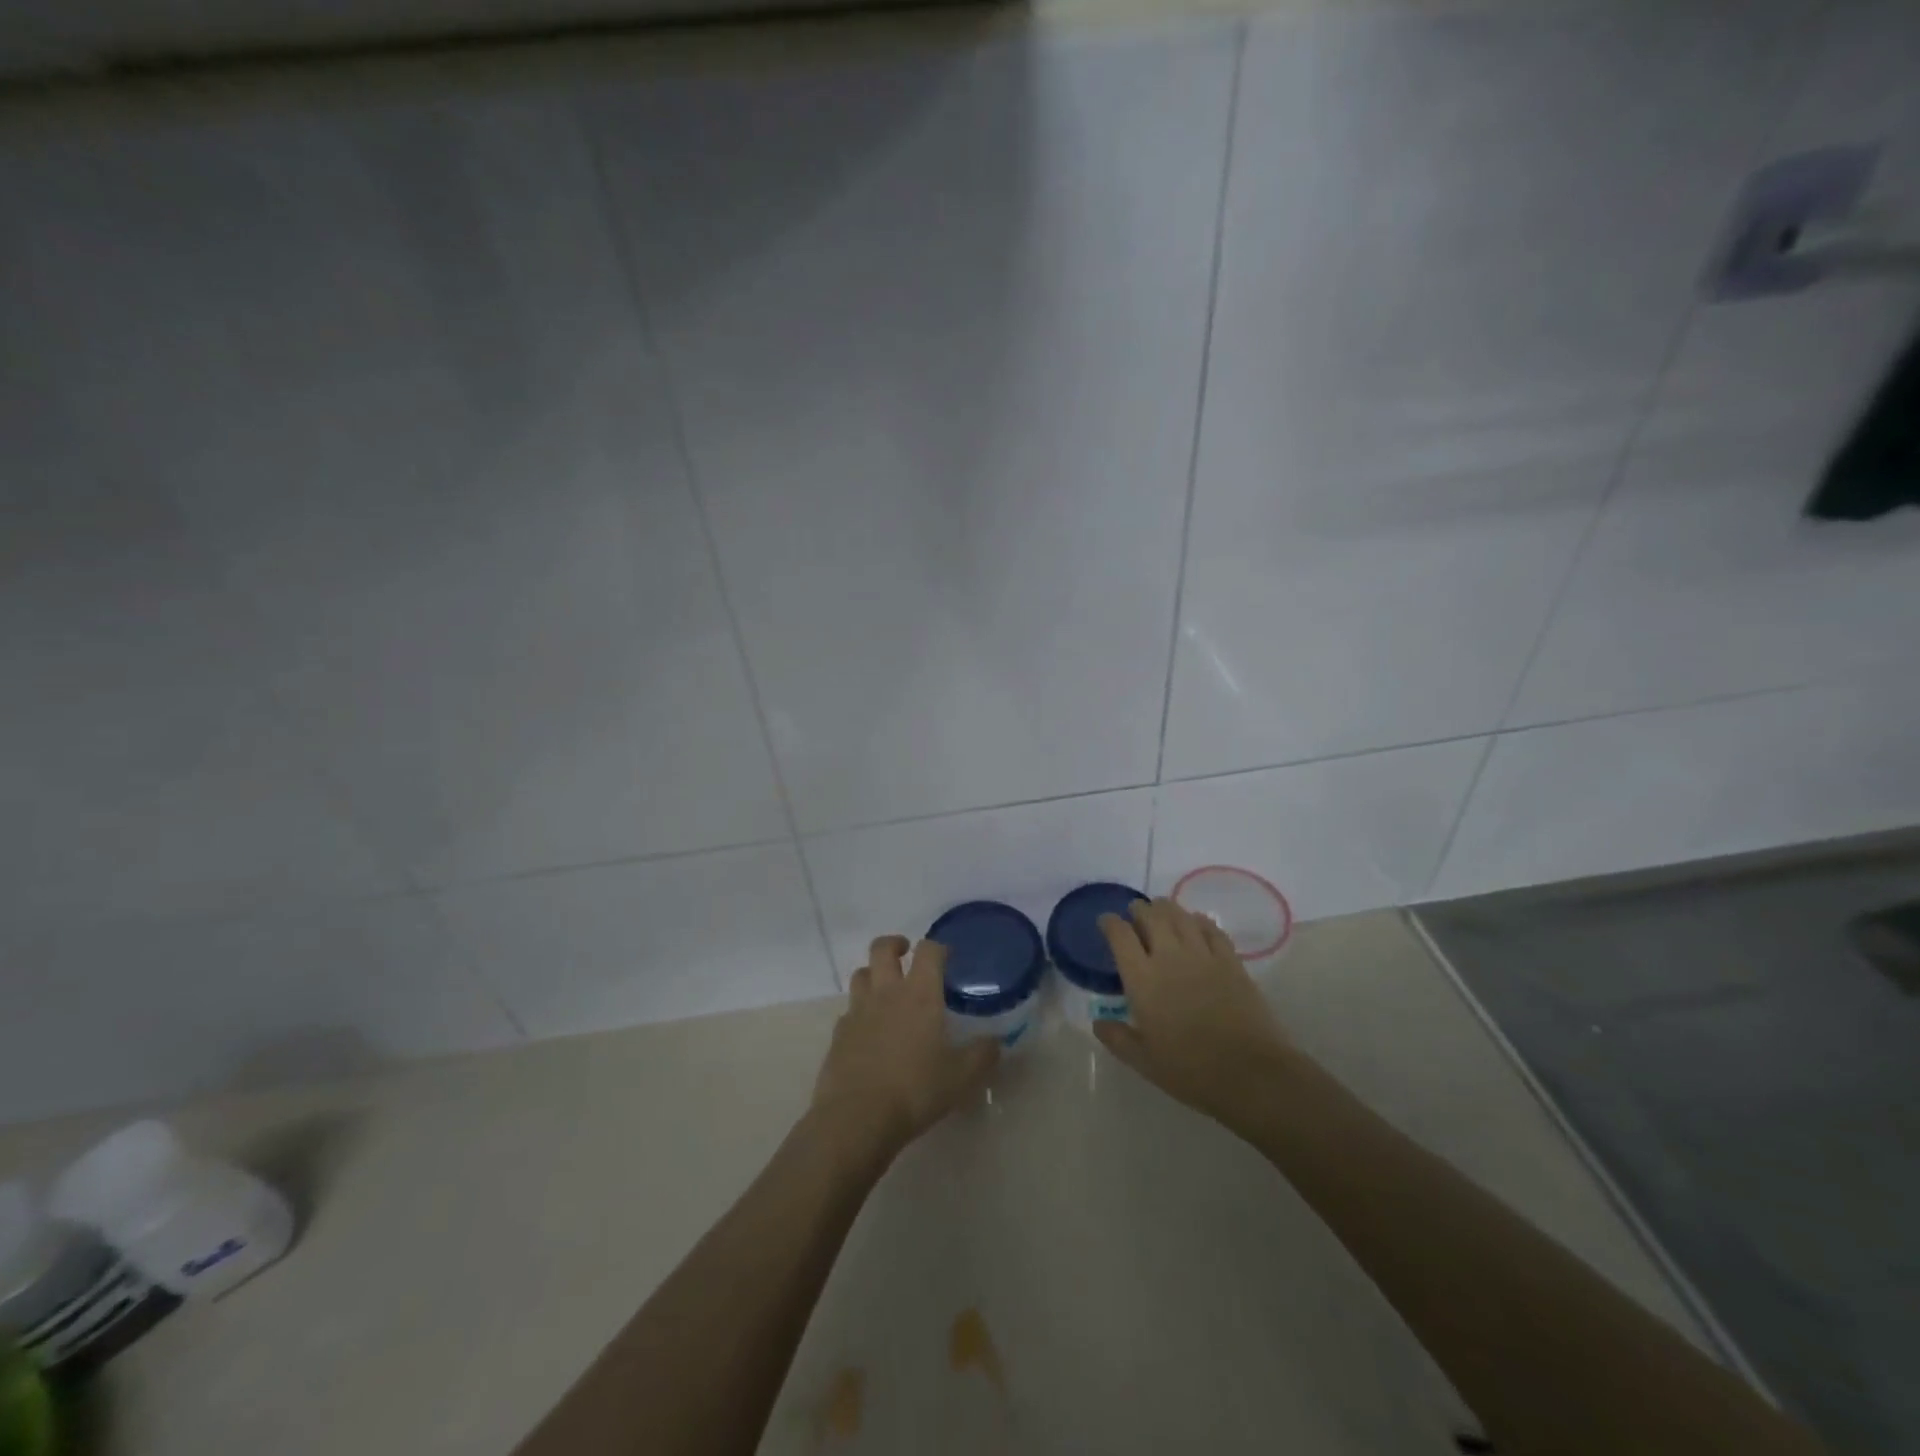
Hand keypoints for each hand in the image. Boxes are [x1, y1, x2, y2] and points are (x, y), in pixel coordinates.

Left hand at [810, 936, 998, 1166]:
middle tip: (906, 953)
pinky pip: (849, 1010)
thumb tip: (996, 1042)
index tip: (946, 956)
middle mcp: (886, 993)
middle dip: (895, 944)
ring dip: (873, 973)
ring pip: (860, 974)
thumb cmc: (915, 1090)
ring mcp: (858, 1011)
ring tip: (886, 988)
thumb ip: (982, 1055)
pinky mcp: (838, 1034)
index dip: (938, 947)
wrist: (857, 1117)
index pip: (928, 951)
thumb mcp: (961, 1077)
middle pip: (882, 949)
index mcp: (919, 994)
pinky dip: (860, 1011)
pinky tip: (869, 1030)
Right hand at [1093, 898, 1290, 1125]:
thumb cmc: (1190, 1070)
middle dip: (1140, 910)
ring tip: (1161, 909)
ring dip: (1167, 909)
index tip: (1106, 921)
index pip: (1120, 936)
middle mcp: (1170, 957)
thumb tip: (1098, 1023)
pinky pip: (1212, 930)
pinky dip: (1200, 921)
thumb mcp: (1143, 1061)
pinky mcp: (1231, 962)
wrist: (1250, 1073)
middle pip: (1151, 917)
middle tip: (1135, 912)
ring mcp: (1203, 956)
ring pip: (1181, 917)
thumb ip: (1117, 1038)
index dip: (1110, 923)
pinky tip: (1197, 922)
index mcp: (1142, 979)